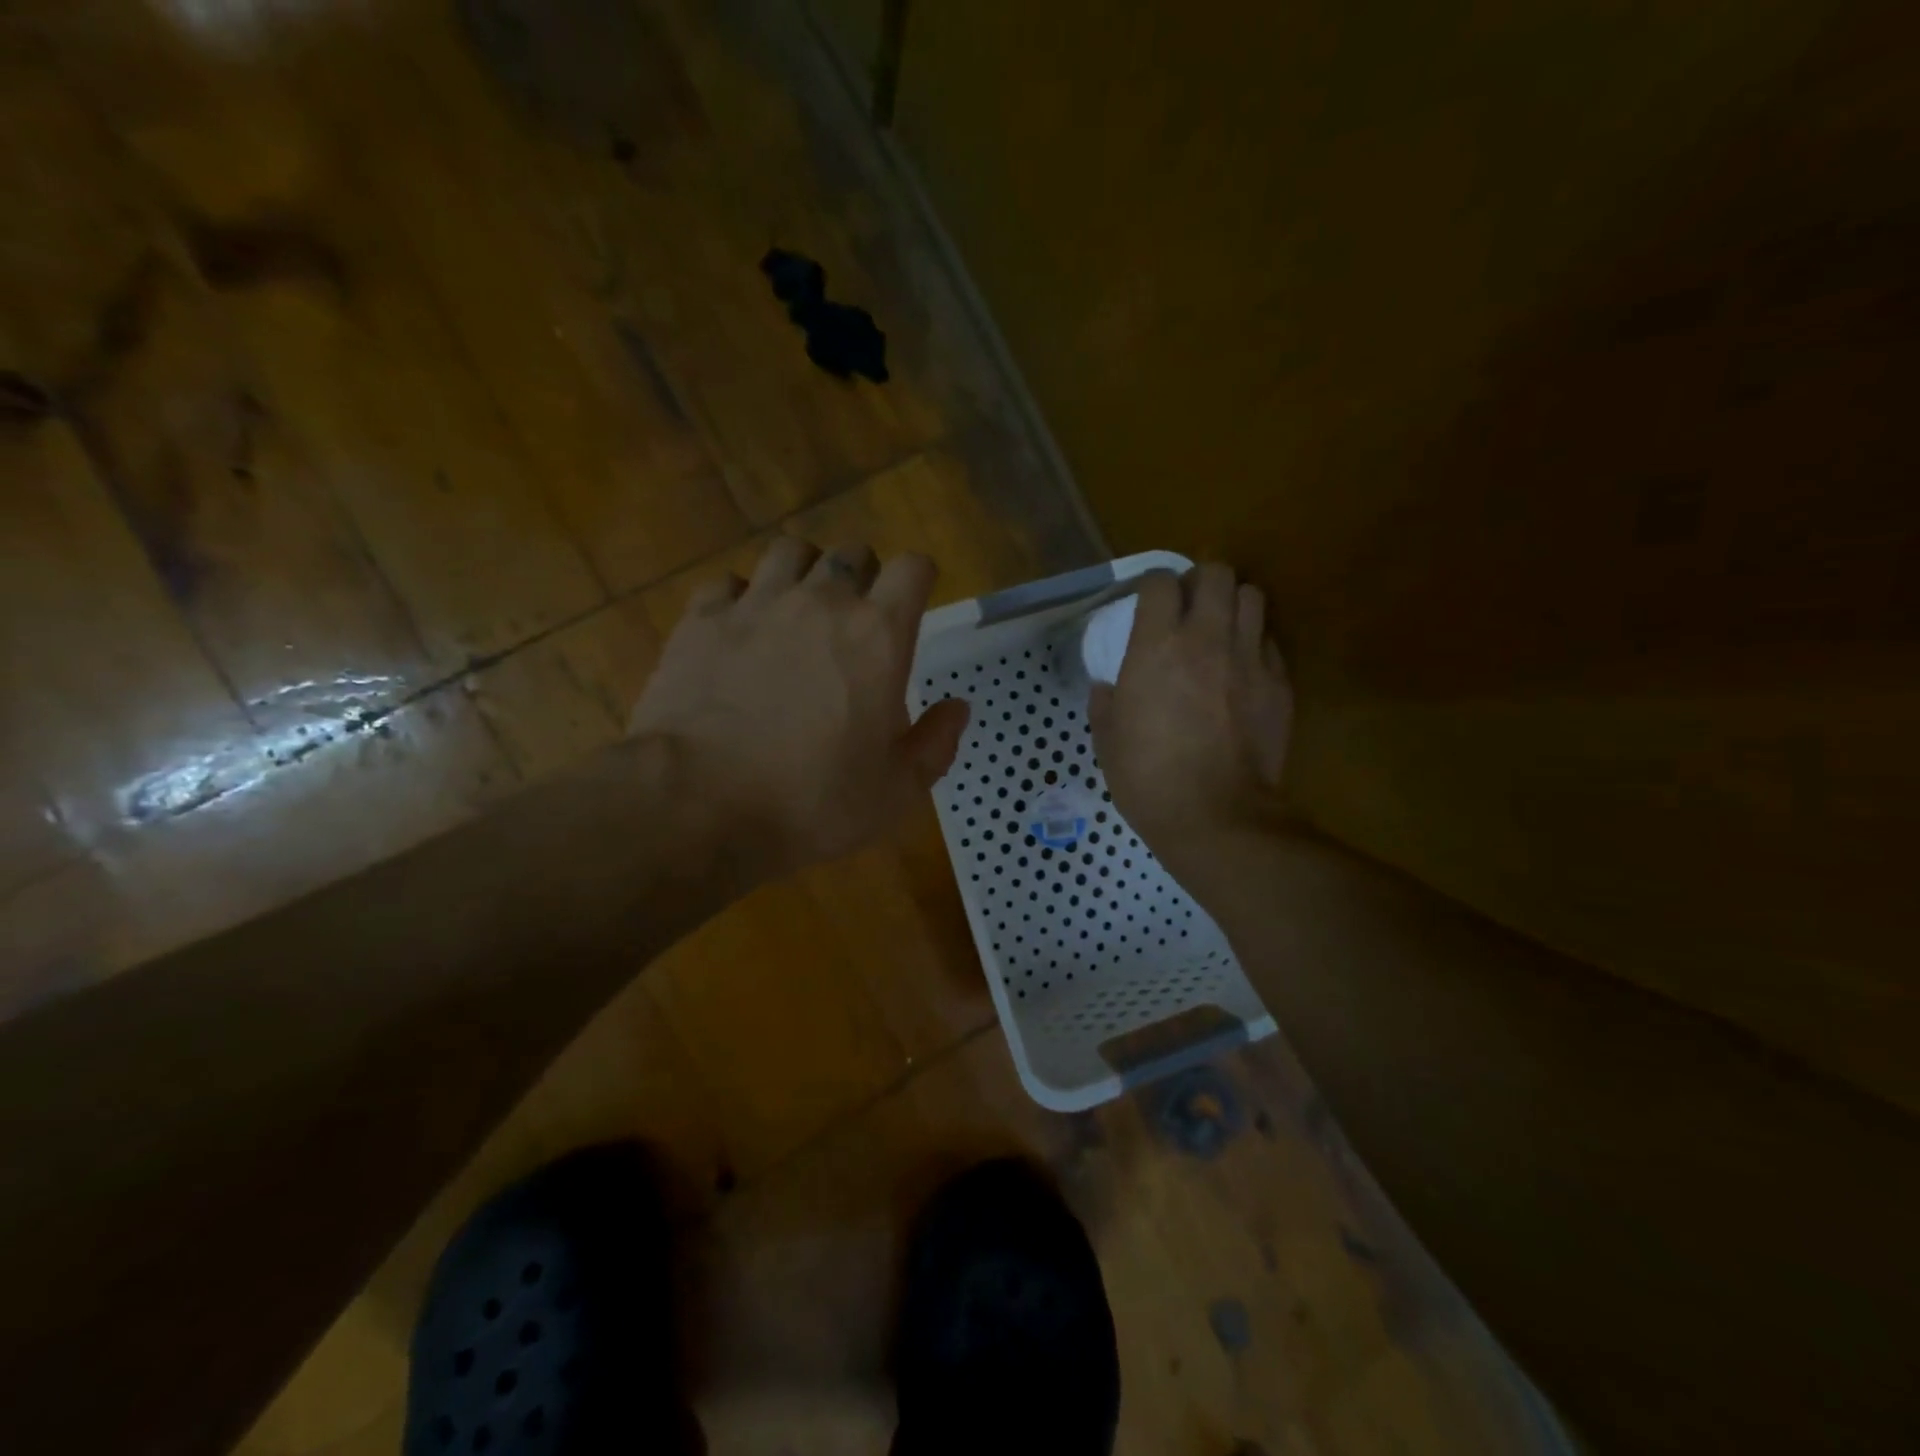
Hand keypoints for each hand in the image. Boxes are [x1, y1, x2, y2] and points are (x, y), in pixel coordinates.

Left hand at [629, 538, 969, 884]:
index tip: (914, 603)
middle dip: (862, 575)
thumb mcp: (896, 791)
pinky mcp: (700, 620)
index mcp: (878, 635)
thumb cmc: (812, 802)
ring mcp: (755, 604)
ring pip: (789, 551)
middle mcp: (820, 602)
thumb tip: (958, 707)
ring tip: (798, 610)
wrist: (698, 806)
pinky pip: (728, 583)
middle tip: (856, 618)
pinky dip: (741, 598)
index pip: (913, 568)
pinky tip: (739, 631)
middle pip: (852, 552)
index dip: (919, 579)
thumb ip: (937, 742)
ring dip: (803, 572)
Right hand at [1088, 564, 1292, 869]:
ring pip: (1252, 596)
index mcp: (1156, 646)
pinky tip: (1241, 669)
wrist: (1215, 816)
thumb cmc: (1147, 777)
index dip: (1153, 586)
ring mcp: (1249, 658)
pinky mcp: (1279, 683)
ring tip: (1220, 629)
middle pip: (1216, 573)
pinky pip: (1270, 641)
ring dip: (1233, 604)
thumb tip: (1108, 686)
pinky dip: (1254, 643)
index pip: (1160, 582)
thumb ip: (1106, 700)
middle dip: (1200, 581)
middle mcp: (1206, 638)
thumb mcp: (1107, 738)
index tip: (1147, 604)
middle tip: (1188, 608)